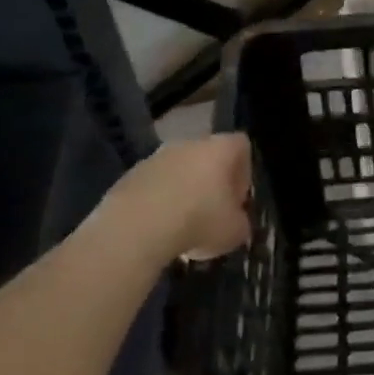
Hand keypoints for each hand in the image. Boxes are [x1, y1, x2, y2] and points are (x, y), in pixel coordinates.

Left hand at [97, 135, 252, 260]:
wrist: (135, 229)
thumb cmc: (198, 221)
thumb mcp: (235, 231)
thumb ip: (240, 222)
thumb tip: (236, 222)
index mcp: (220, 148)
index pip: (241, 146)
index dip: (244, 172)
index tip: (238, 200)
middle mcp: (189, 143)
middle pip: (207, 156)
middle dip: (211, 182)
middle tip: (211, 213)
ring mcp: (156, 157)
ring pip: (178, 171)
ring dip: (182, 192)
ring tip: (181, 226)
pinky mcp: (129, 176)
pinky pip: (153, 186)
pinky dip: (157, 203)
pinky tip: (156, 229)